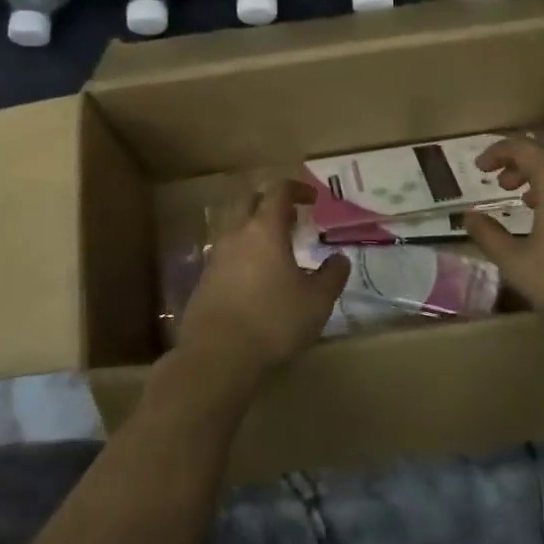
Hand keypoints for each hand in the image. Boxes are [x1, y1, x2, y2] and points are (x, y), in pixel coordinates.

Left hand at [177, 181, 349, 383]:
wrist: (217, 354)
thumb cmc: (273, 320)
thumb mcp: (316, 301)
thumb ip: (332, 276)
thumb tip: (340, 258)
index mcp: (264, 229)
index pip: (278, 191)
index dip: (297, 189)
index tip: (313, 199)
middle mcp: (236, 234)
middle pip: (250, 201)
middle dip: (271, 203)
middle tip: (292, 218)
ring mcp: (215, 256)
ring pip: (235, 227)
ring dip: (255, 229)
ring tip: (276, 250)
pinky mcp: (203, 279)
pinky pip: (226, 253)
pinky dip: (242, 253)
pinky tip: (255, 277)